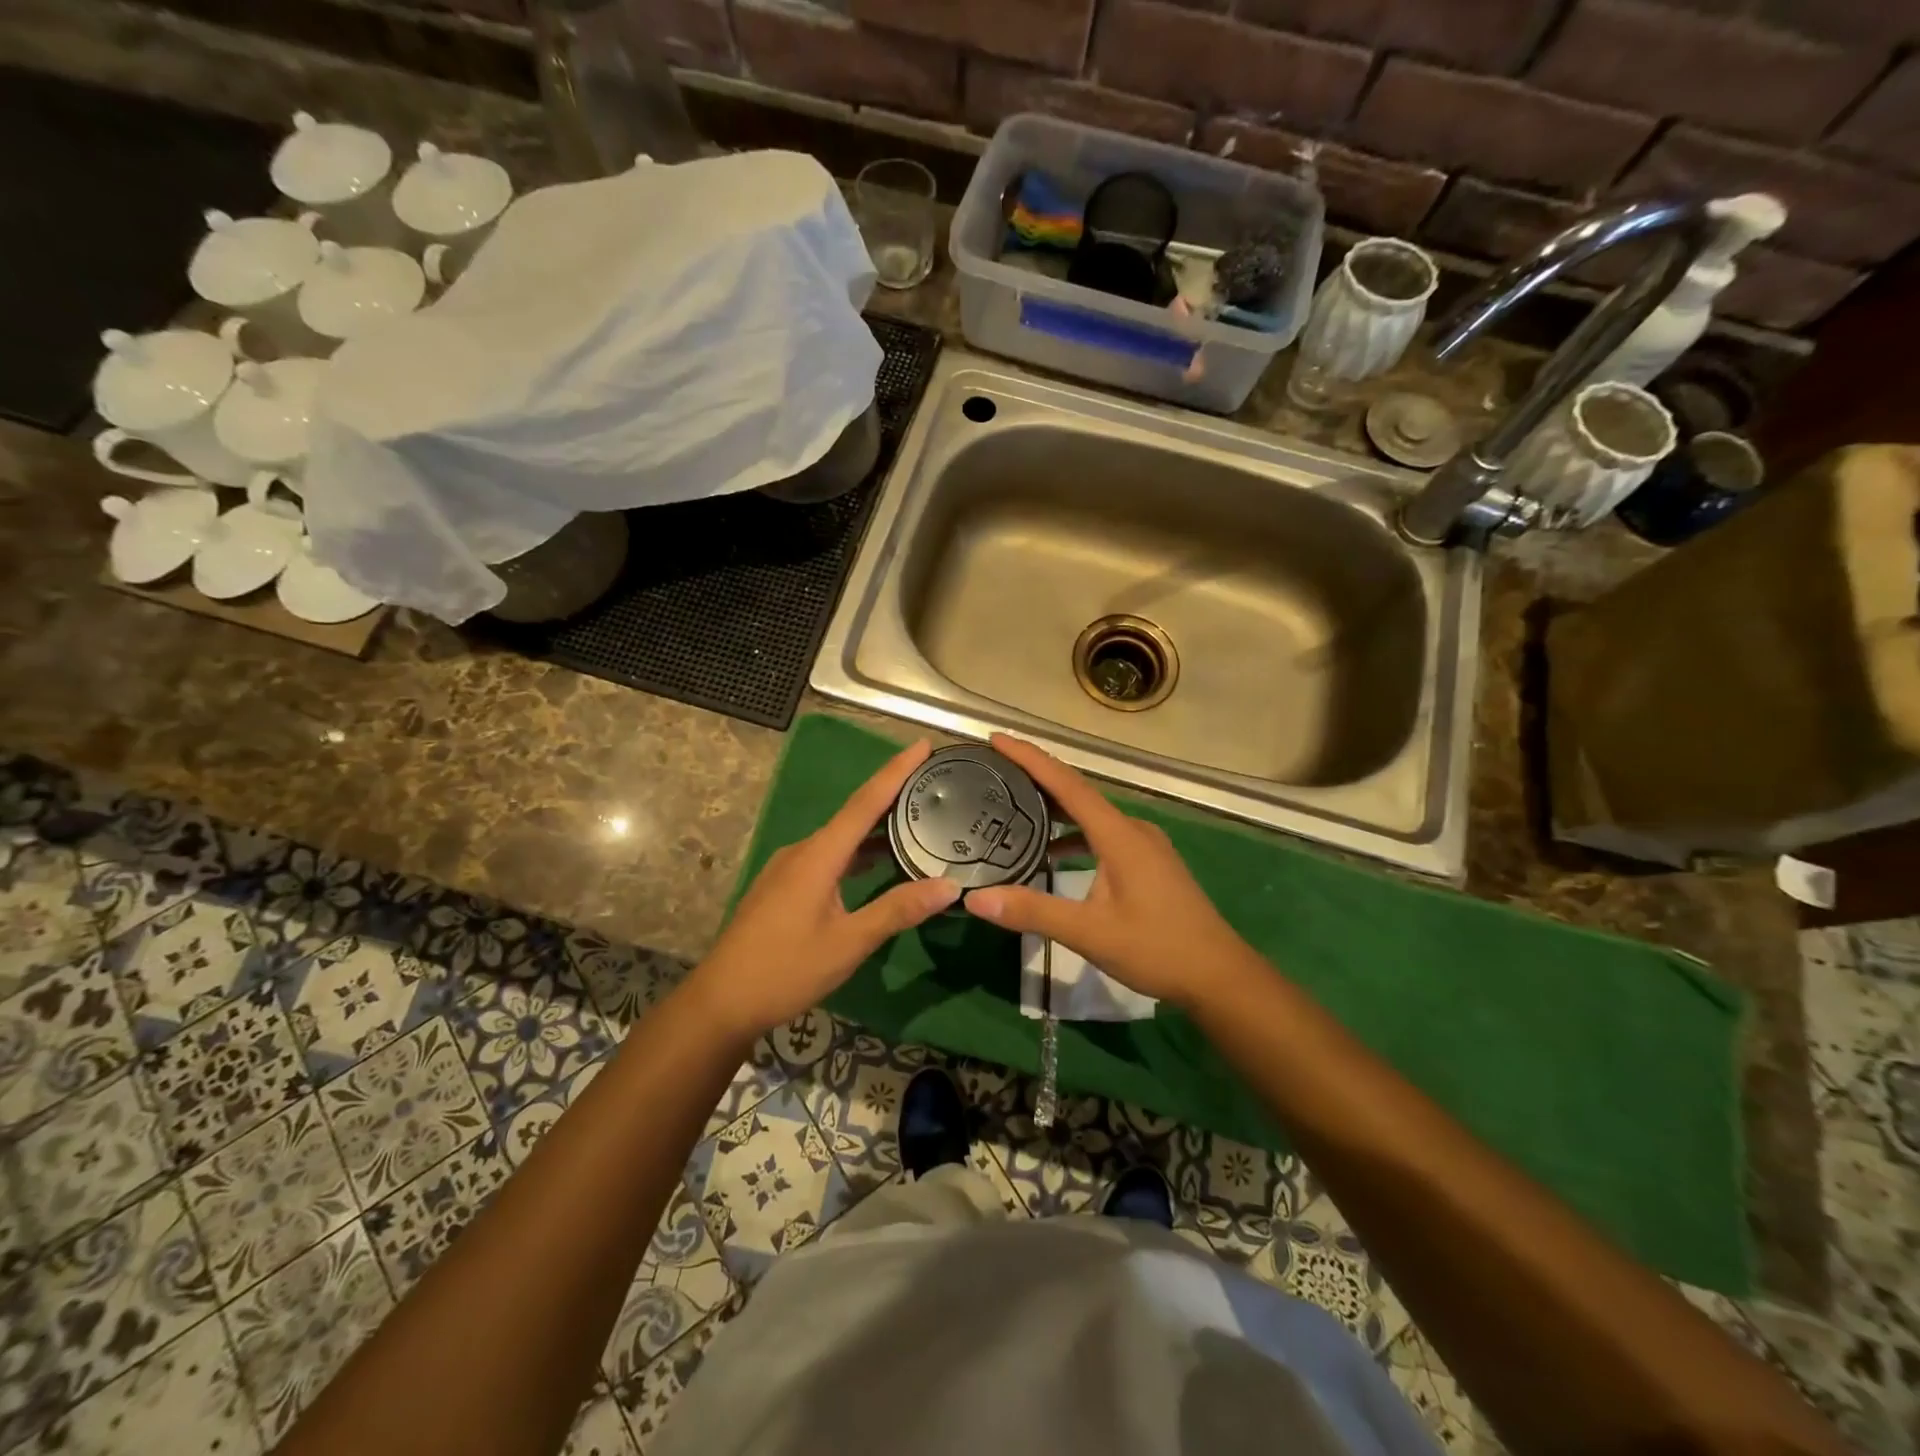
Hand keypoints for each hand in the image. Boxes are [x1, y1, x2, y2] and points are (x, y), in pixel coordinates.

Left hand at [687, 739, 960, 1041]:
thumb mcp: (848, 943)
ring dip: (876, 828)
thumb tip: (949, 886)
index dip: (896, 772)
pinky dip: (858, 853)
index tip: (922, 745)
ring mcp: (790, 869)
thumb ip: (897, 910)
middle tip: (931, 784)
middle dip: (892, 795)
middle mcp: (803, 851)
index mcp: (818, 855)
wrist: (721, 1002)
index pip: (865, 802)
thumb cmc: (785, 969)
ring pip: (841, 838)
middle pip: (854, 814)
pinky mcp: (785, 887)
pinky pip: (829, 856)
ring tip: (915, 821)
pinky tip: (877, 864)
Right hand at [963, 734, 1258, 1013]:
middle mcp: (1132, 829)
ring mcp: (1144, 845)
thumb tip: (975, 898)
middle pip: (1078, 792)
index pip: (1067, 784)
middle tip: (996, 770)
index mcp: (1119, 834)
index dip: (1030, 759)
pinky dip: (1074, 835)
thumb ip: (1033, 912)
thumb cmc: (1156, 948)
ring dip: (1055, 808)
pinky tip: (1053, 854)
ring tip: (1015, 807)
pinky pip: (1103, 835)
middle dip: (1037, 777)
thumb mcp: (1089, 932)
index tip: (998, 740)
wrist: (1218, 975)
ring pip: (1091, 815)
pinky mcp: (1149, 863)